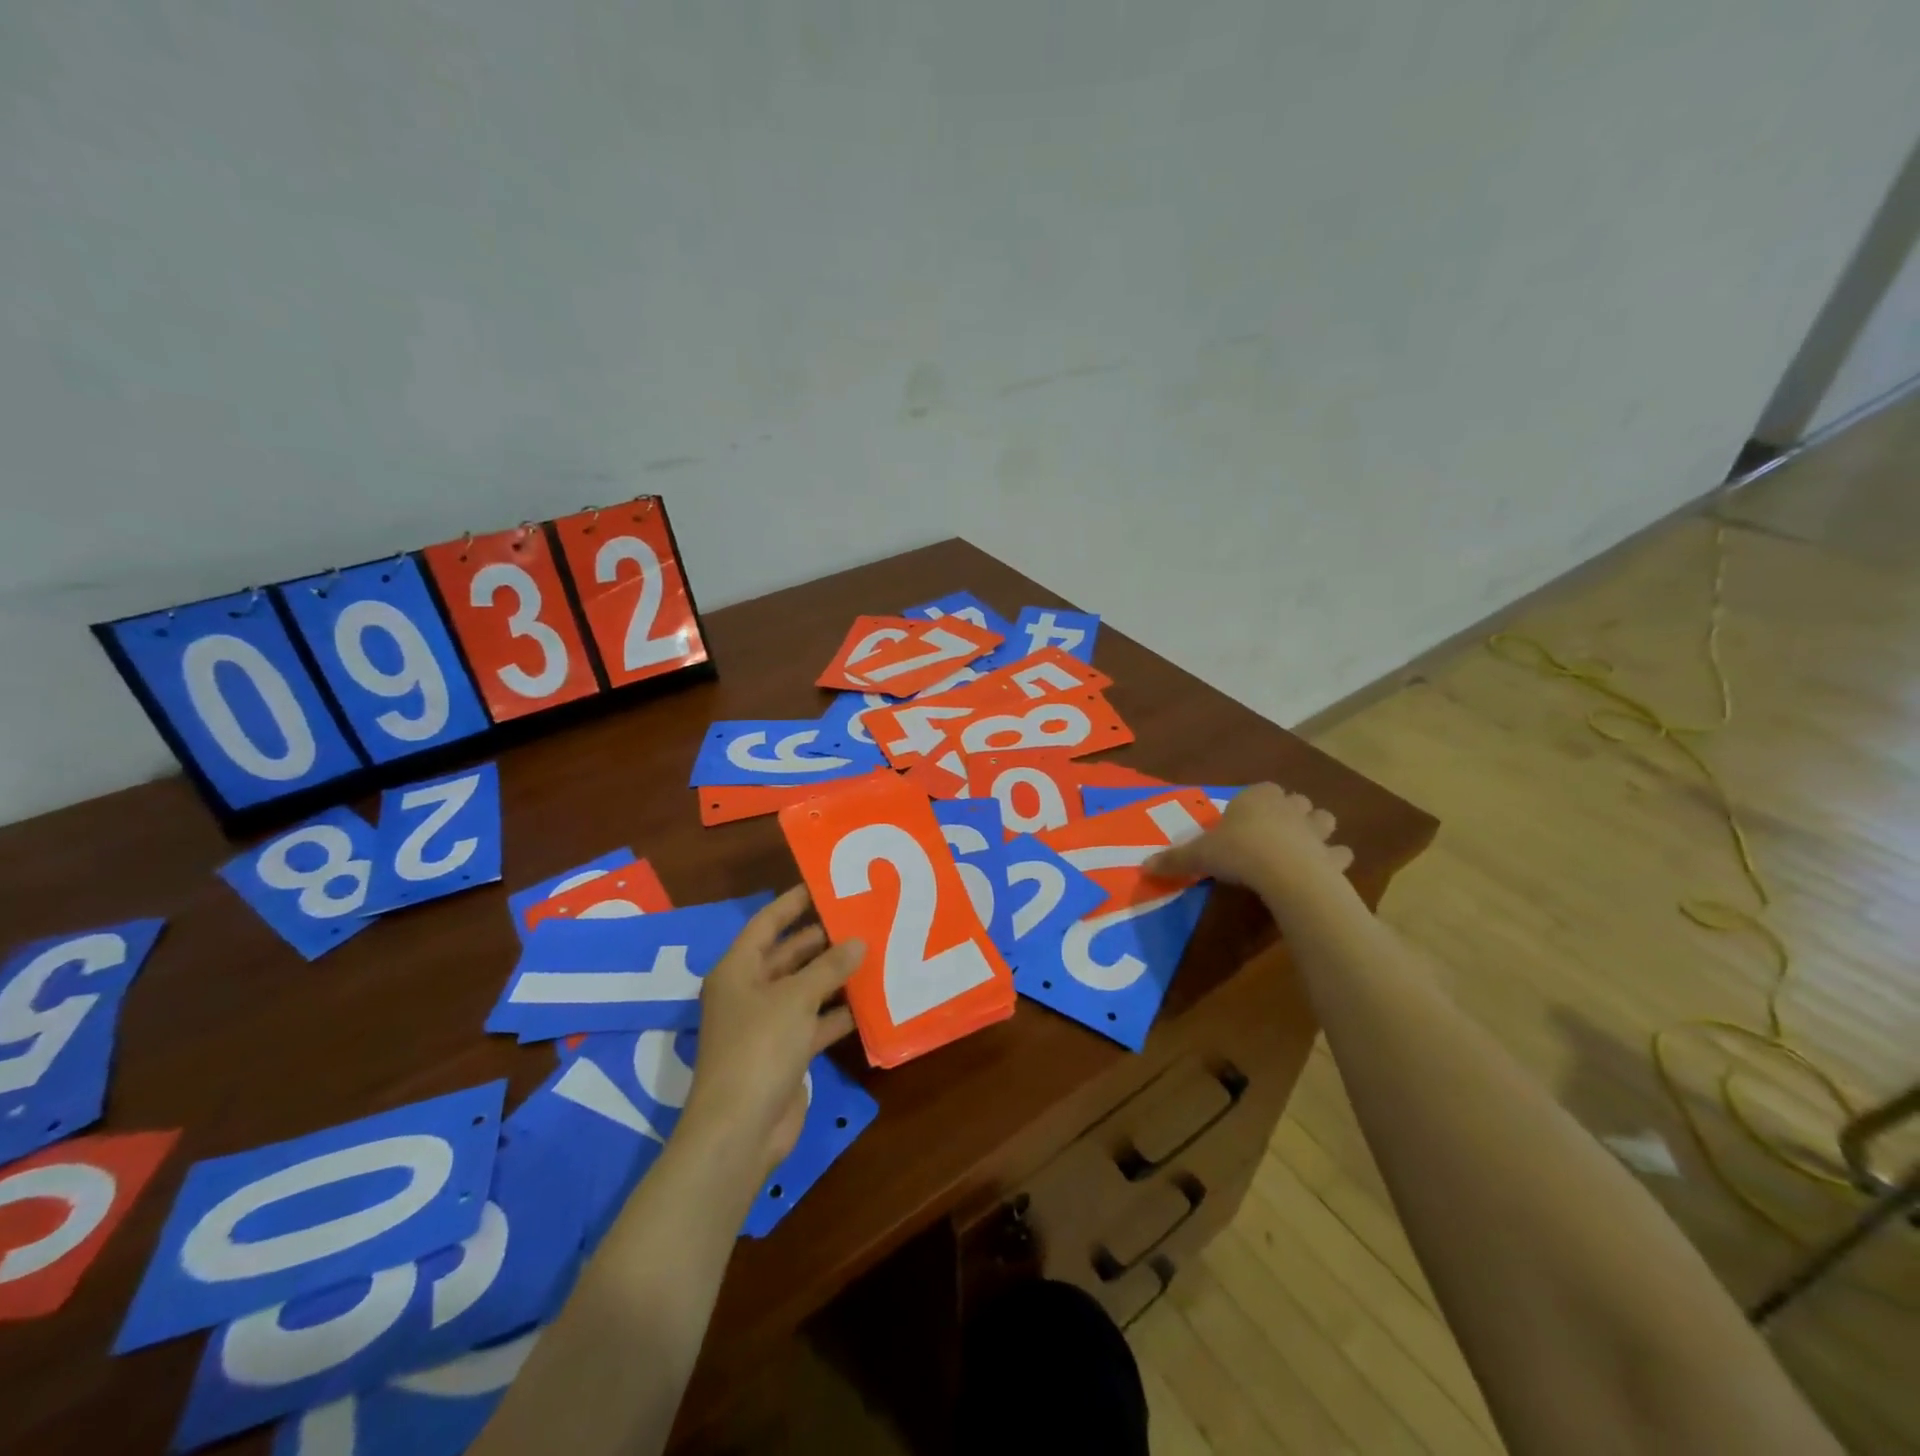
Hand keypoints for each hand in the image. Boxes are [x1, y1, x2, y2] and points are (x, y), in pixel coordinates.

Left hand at [679, 886, 862, 1181]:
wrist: (740, 1130)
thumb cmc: (759, 1048)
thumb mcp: (796, 999)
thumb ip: (829, 967)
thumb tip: (858, 941)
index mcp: (738, 970)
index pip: (767, 923)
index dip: (793, 902)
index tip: (825, 883)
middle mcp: (750, 991)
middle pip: (789, 955)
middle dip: (822, 939)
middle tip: (862, 918)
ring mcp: (767, 1024)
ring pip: (805, 988)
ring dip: (834, 975)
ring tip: (874, 951)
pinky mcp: (785, 1052)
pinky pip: (815, 1021)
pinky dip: (838, 1012)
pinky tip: (871, 1001)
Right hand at [1145, 783, 1351, 905]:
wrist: (1282, 872)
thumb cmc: (1237, 852)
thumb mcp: (1199, 855)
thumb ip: (1175, 859)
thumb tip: (1143, 866)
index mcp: (1256, 797)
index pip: (1259, 790)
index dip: (1253, 805)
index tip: (1243, 823)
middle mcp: (1289, 806)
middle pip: (1295, 801)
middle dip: (1290, 813)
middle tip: (1273, 834)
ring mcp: (1314, 829)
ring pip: (1324, 819)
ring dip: (1317, 830)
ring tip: (1302, 848)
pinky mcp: (1332, 855)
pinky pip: (1339, 854)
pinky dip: (1334, 860)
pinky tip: (1323, 871)